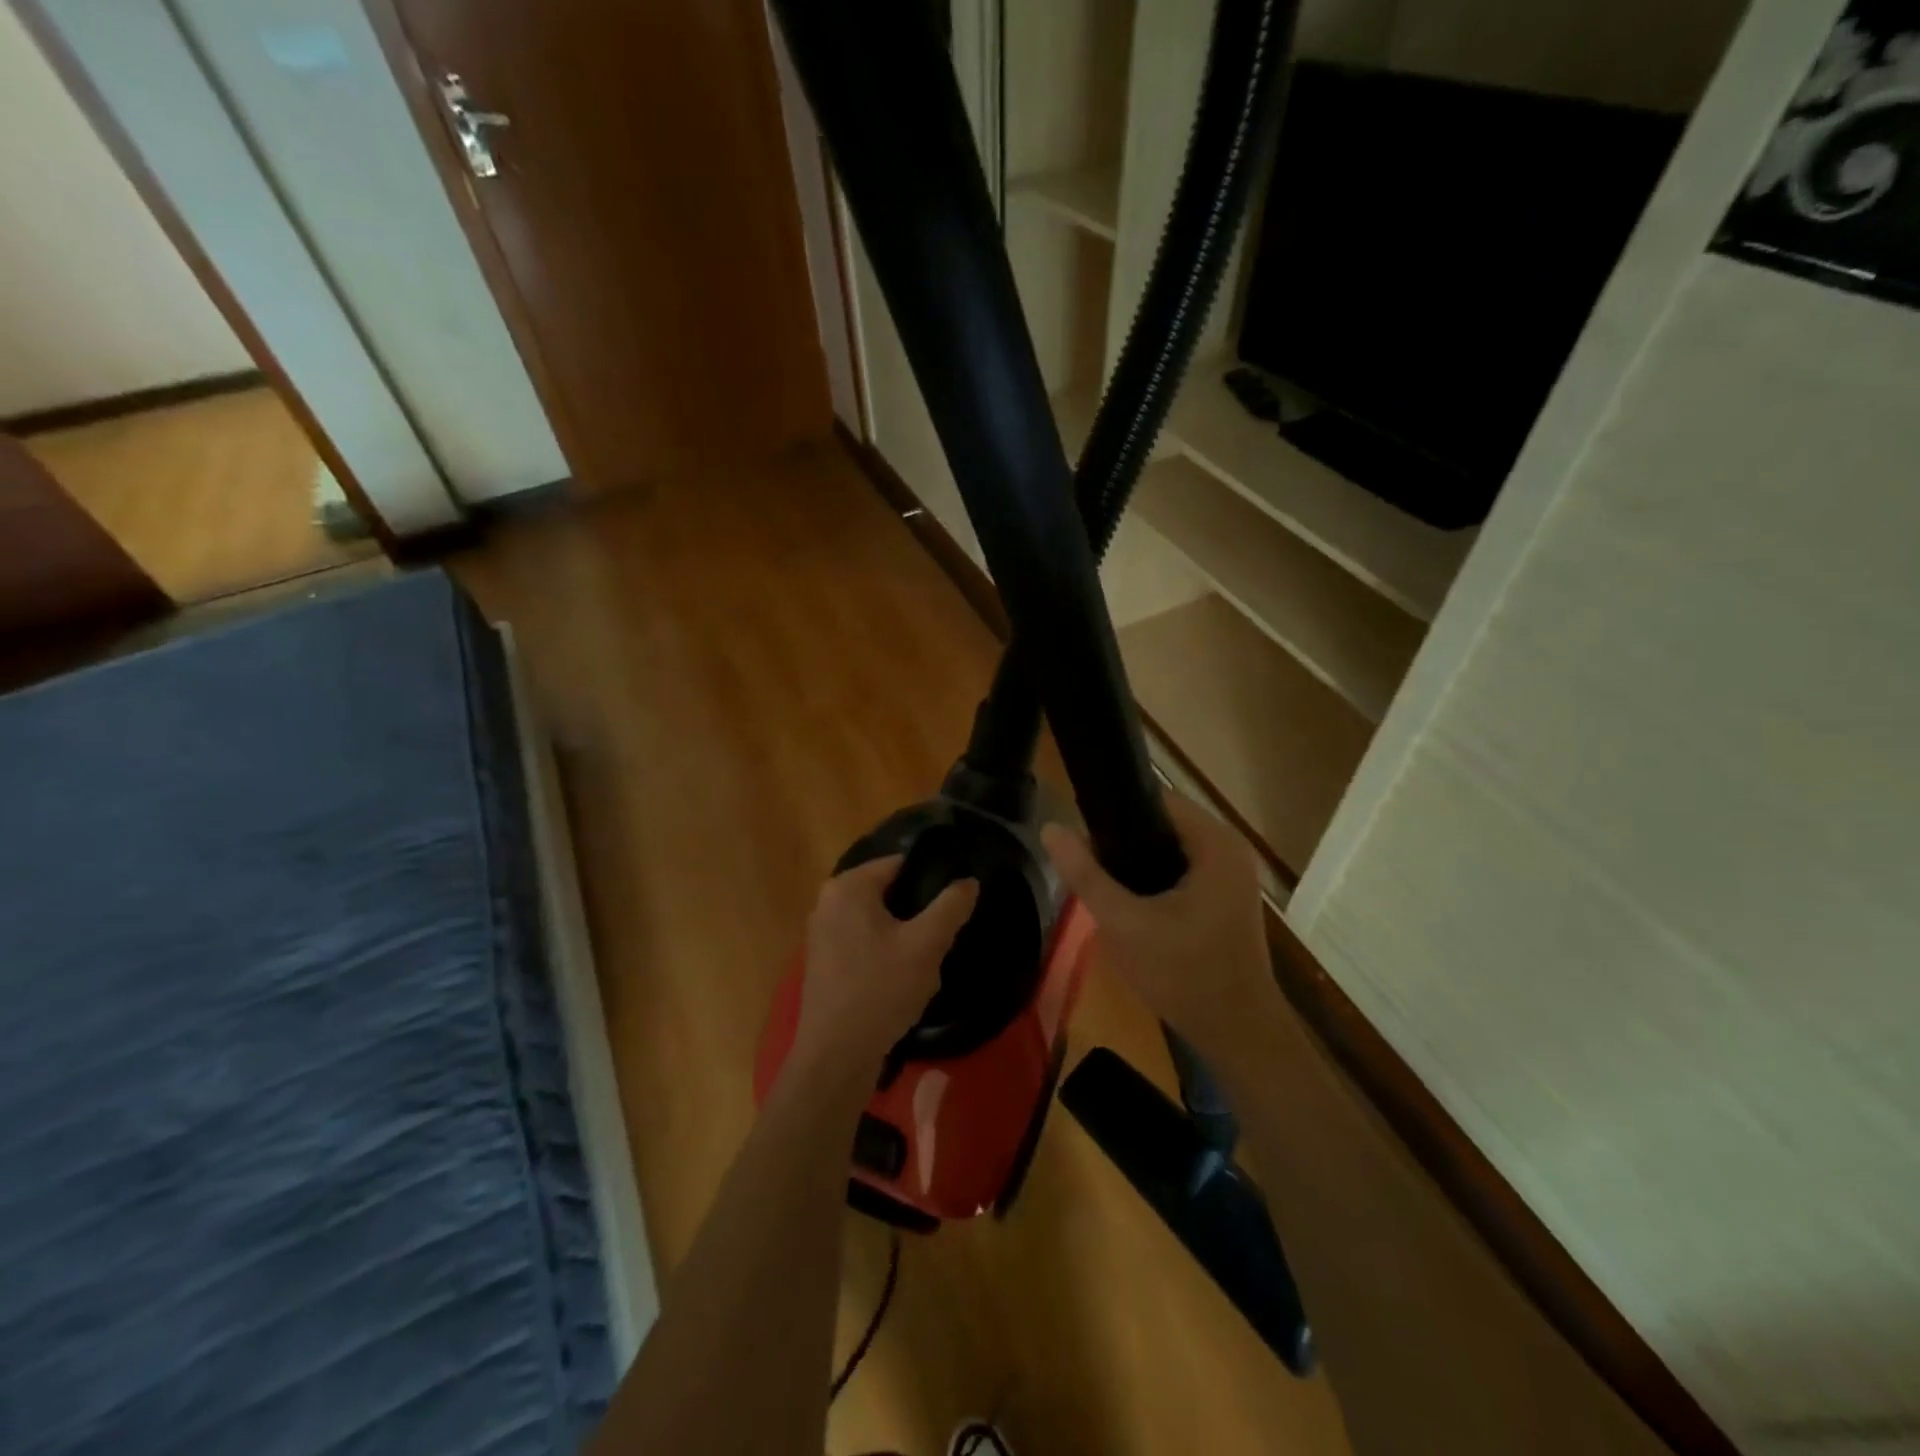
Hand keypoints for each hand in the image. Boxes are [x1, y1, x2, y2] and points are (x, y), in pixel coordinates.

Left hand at [791, 856, 977, 1081]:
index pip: (900, 863)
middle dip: (918, 912)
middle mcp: (829, 901)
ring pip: (879, 921)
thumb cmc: (880, 990)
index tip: (956, 899)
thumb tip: (969, 880)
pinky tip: (904, 979)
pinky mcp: (824, 961)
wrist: (836, 1056)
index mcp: (848, 887)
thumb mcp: (926, 945)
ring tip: (928, 961)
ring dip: (905, 936)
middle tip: (944, 935)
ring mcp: (822, 933)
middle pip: (889, 892)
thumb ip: (951, 906)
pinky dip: (886, 953)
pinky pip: (864, 942)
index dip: (932, 877)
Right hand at [1041, 796, 1274, 1068]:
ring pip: (1170, 849)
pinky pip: (1182, 870)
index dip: (1114, 811)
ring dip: (1137, 861)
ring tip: (1101, 882)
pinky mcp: (1226, 897)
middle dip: (1122, 841)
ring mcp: (1232, 874)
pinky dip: (1155, 878)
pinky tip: (1130, 901)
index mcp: (1215, 843)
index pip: (1156, 799)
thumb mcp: (1125, 924)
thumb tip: (1050, 828)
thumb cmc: (1184, 976)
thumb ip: (1086, 875)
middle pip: (1163, 823)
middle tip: (1087, 865)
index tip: (1082, 834)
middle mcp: (1230, 849)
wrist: (1238, 1034)